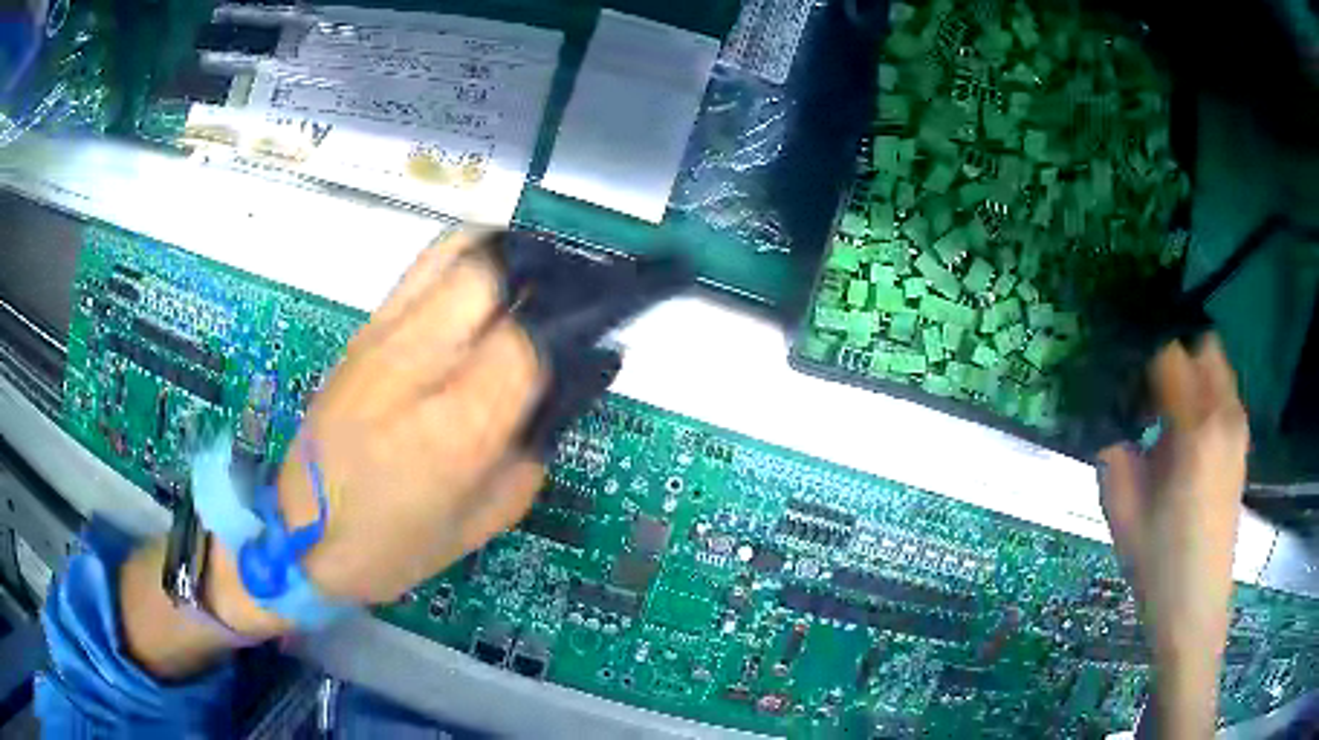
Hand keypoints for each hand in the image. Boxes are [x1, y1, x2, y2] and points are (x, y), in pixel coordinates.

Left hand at [268, 231, 546, 606]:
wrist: (300, 534)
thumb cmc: (394, 547)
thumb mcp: (484, 520)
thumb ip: (533, 450)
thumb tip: (566, 388)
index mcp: (454, 428)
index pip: (529, 339)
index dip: (574, 326)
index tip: (600, 332)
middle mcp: (416, 365)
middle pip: (491, 273)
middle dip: (543, 273)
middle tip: (570, 295)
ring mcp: (381, 338)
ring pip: (455, 253)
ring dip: (506, 254)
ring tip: (532, 277)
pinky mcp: (362, 331)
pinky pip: (422, 268)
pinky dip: (465, 259)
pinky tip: (483, 284)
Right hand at [1098, 334, 1248, 737]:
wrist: (1195, 611)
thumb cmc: (1158, 566)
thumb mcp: (1121, 512)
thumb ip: (1114, 454)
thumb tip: (1114, 424)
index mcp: (1195, 430)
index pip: (1169, 356)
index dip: (1142, 361)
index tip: (1123, 383)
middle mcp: (1224, 417)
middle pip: (1202, 348)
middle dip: (1175, 359)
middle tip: (1148, 395)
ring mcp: (1238, 431)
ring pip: (1217, 370)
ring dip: (1192, 378)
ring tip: (1166, 418)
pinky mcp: (1241, 448)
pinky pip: (1224, 398)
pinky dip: (1205, 399)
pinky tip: (1186, 441)